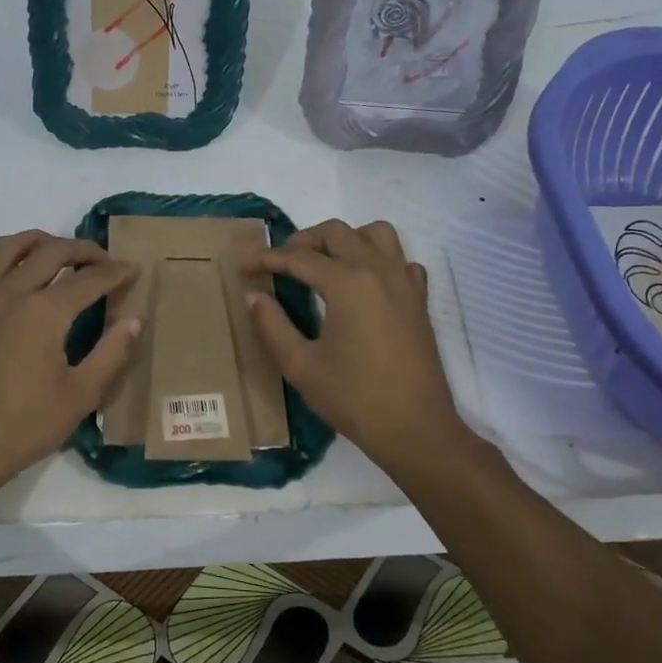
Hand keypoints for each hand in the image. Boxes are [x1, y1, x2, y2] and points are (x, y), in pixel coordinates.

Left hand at [0, 231, 140, 492]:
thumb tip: (134, 321)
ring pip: (6, 248)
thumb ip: (112, 353)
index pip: (89, 279)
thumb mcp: (81, 395)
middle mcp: (11, 294)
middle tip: (103, 261)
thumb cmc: (25, 427)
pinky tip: (7, 280)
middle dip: (82, 250)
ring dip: (36, 242)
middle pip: (50, 251)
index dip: (115, 272)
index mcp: (45, 312)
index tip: (133, 270)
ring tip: (56, 254)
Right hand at [244, 219, 461, 462]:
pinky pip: (400, 259)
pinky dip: (378, 259)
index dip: (267, 259)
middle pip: (336, 233)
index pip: (299, 258)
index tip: (243, 265)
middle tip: (279, 264)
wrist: (415, 429)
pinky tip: (362, 285)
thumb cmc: (354, 399)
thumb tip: (254, 296)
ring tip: (323, 264)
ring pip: (375, 233)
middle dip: (302, 241)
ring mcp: (405, 282)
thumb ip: (272, 325)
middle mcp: (379, 271)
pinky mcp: (419, 299)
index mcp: (348, 284)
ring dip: (345, 239)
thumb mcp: (300, 366)